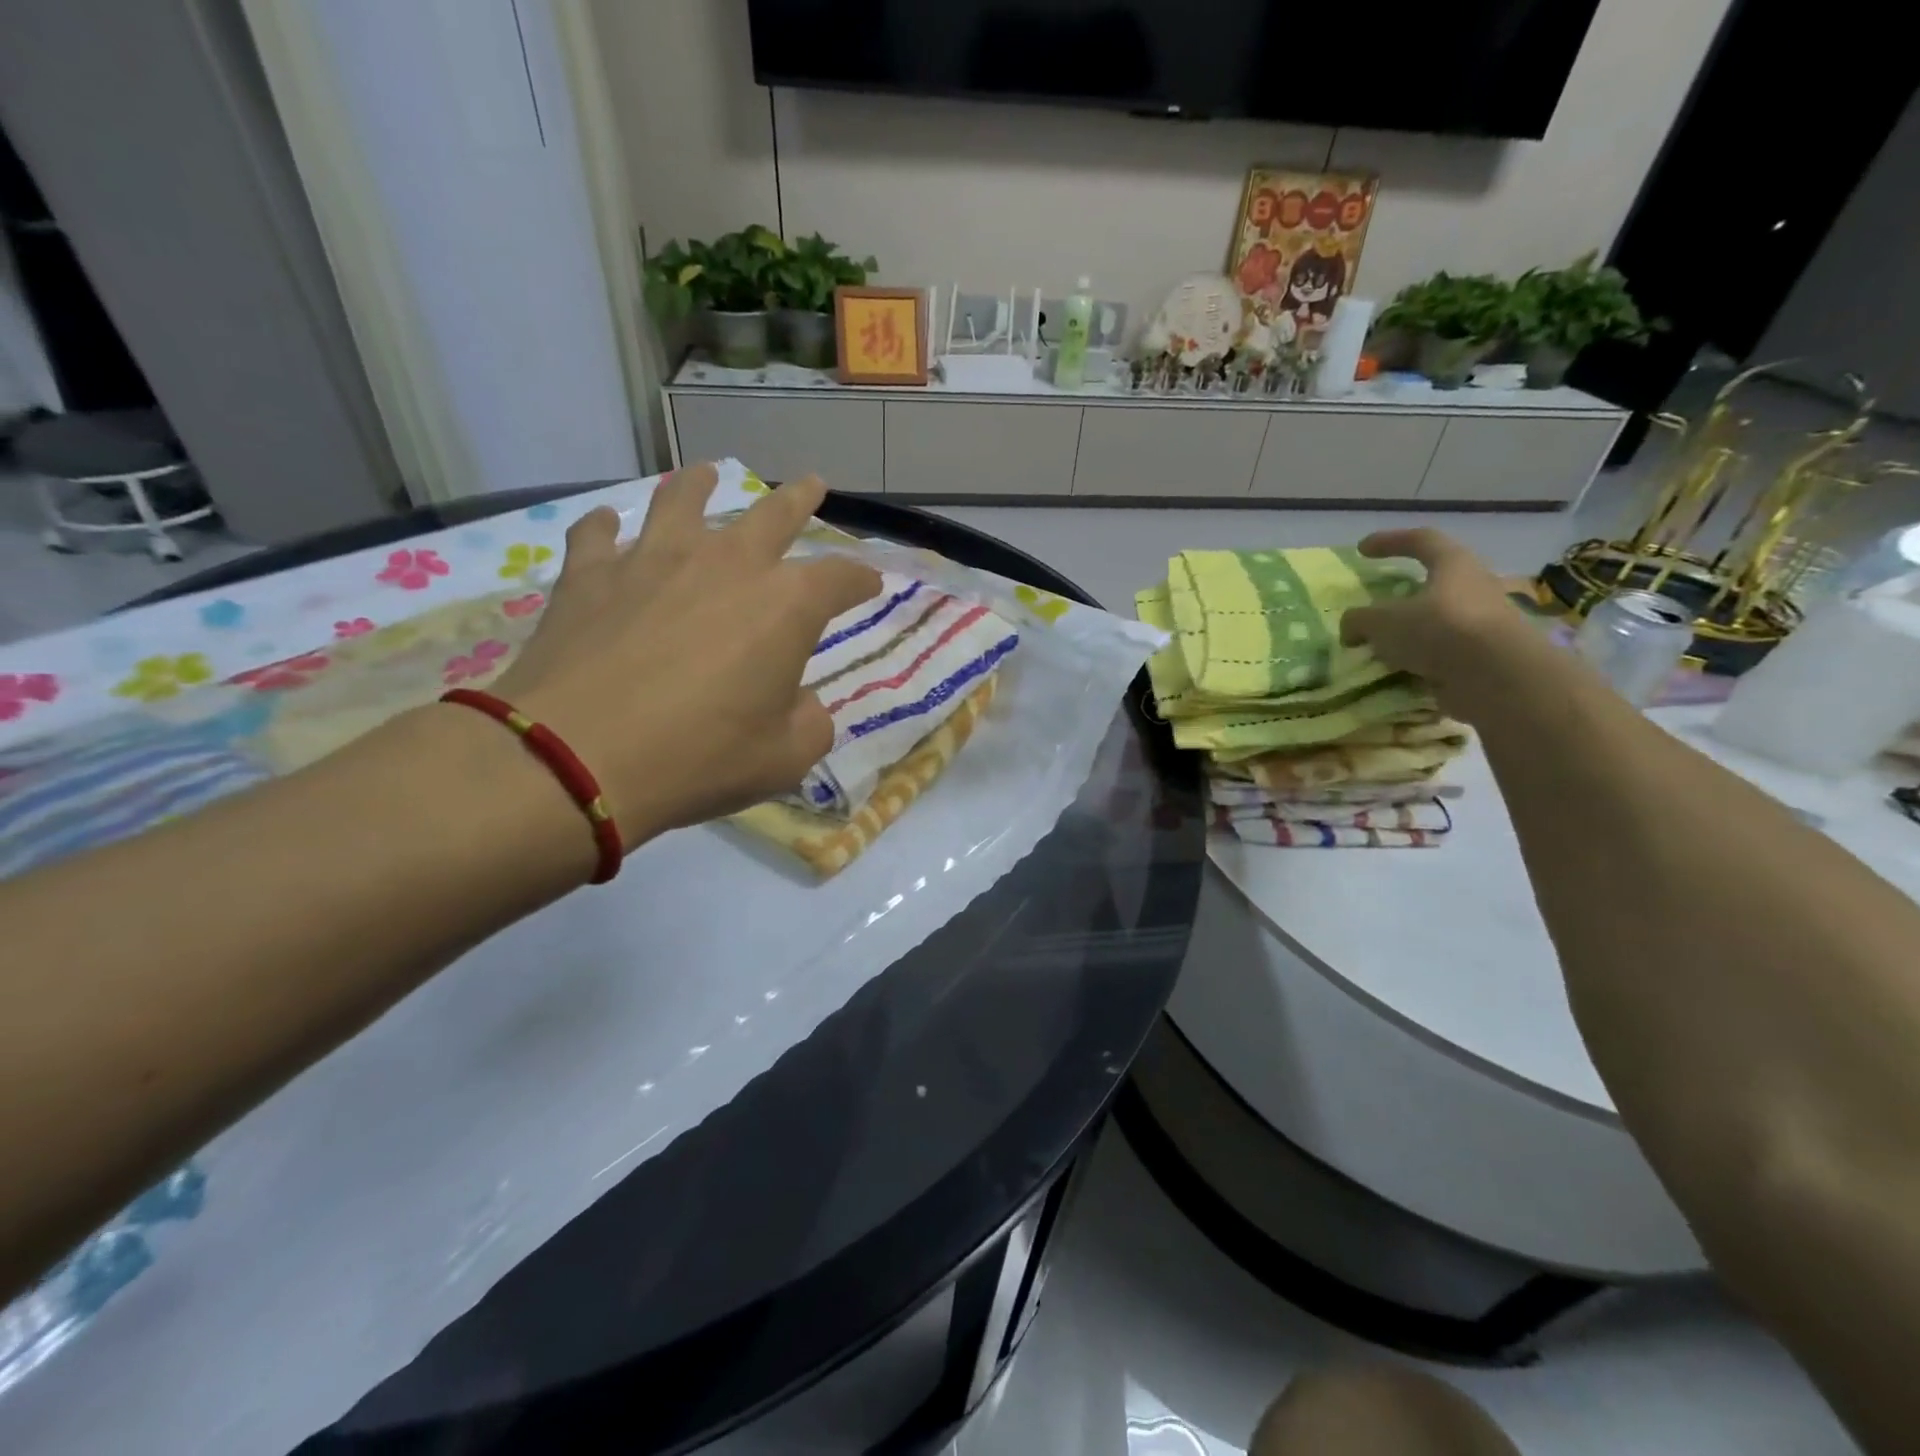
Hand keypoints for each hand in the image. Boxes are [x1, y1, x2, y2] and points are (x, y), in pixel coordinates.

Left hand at [489, 464, 880, 843]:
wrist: (577, 757)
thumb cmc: (699, 758)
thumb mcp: (784, 758)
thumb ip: (810, 723)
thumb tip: (800, 703)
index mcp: (785, 605)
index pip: (839, 577)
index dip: (861, 579)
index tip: (871, 583)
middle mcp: (726, 565)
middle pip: (773, 515)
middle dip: (799, 499)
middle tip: (812, 484)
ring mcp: (653, 561)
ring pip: (682, 501)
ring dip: (700, 485)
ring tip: (706, 474)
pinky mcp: (590, 575)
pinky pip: (598, 535)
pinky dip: (606, 527)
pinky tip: (608, 524)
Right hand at [1340, 528, 1543, 716]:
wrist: (1498, 677)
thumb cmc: (1439, 630)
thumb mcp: (1382, 622)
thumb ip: (1359, 620)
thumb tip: (1351, 628)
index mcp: (1454, 565)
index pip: (1421, 540)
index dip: (1389, 541)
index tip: (1362, 550)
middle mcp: (1475, 587)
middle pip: (1435, 582)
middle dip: (1403, 595)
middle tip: (1377, 608)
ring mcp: (1484, 623)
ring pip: (1439, 621)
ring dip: (1410, 633)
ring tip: (1382, 649)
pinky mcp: (1485, 655)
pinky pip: (1444, 652)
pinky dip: (1420, 660)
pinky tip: (1399, 674)